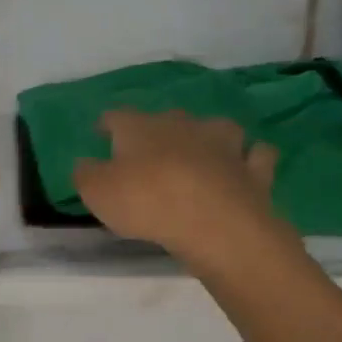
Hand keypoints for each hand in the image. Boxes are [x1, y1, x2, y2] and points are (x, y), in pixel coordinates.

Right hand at [72, 109, 293, 264]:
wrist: (216, 224)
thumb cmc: (147, 203)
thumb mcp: (97, 192)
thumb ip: (86, 174)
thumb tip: (85, 163)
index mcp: (141, 128)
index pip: (117, 116)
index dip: (107, 123)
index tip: (101, 131)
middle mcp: (183, 126)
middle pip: (168, 118)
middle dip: (158, 130)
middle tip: (150, 150)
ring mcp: (225, 145)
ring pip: (217, 128)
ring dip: (209, 137)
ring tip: (202, 152)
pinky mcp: (254, 170)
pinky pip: (256, 156)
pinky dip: (250, 160)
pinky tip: (245, 167)